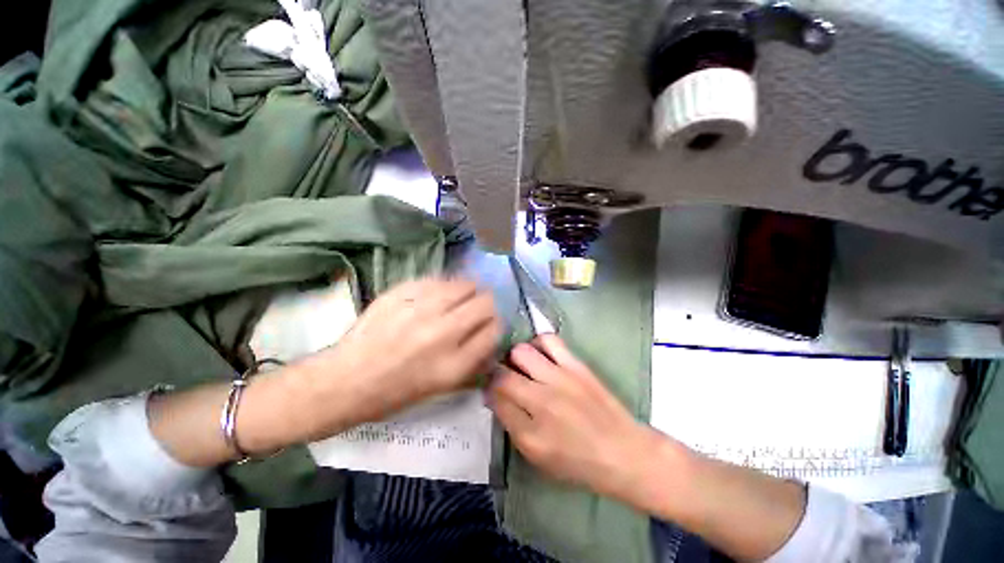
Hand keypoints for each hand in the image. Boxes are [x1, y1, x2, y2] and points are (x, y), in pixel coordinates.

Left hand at [300, 278, 501, 434]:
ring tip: (458, 298)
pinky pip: (437, 280)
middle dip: (487, 305)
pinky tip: (435, 295)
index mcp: (453, 364)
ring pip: (464, 285)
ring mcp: (419, 309)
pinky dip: (443, 287)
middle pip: (485, 303)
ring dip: (467, 291)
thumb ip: (474, 360)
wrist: (346, 381)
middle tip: (478, 308)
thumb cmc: (396, 392)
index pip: (494, 330)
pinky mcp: (400, 293)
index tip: (489, 324)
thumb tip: (491, 333)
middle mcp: (442, 333)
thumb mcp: (443, 387)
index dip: (496, 324)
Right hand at [488, 335, 659, 499]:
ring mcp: (560, 377)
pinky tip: (539, 353)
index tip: (490, 390)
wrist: (623, 452)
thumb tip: (494, 396)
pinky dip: (538, 343)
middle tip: (504, 377)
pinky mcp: (576, 364)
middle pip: (503, 371)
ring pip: (522, 351)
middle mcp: (541, 399)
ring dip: (515, 357)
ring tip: (522, 365)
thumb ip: (511, 424)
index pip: (494, 396)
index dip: (487, 389)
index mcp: (530, 430)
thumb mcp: (537, 456)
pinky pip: (549, 340)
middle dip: (497, 372)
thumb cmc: (578, 461)